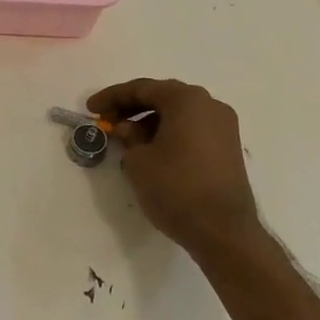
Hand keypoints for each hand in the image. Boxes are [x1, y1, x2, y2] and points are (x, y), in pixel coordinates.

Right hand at [89, 79, 258, 254]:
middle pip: (163, 97)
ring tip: (127, 139)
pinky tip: (152, 150)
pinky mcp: (228, 148)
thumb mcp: (139, 161)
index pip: (142, 89)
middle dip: (132, 107)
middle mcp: (210, 105)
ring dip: (150, 121)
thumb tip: (128, 130)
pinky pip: (192, 129)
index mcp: (187, 100)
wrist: (223, 230)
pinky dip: (169, 133)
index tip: (91, 108)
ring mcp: (224, 127)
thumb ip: (128, 138)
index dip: (112, 97)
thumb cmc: (175, 188)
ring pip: (179, 114)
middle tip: (107, 120)